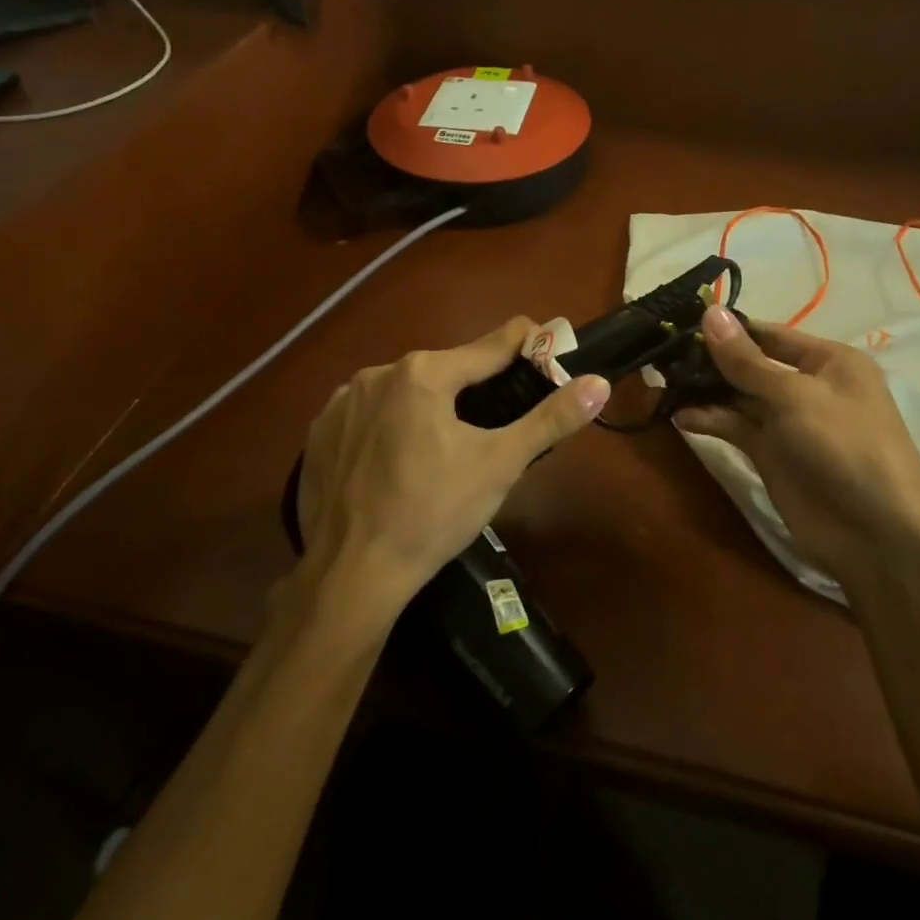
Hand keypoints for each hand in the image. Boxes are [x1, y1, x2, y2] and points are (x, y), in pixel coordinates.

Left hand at [298, 318, 609, 616]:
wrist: (350, 575)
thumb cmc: (433, 514)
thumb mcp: (499, 464)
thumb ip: (550, 419)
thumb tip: (598, 383)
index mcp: (424, 372)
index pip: (491, 345)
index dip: (526, 348)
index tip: (546, 354)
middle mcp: (378, 372)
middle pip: (446, 369)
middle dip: (474, 389)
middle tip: (494, 428)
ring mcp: (342, 401)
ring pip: (406, 391)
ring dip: (430, 407)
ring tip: (444, 451)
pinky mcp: (320, 431)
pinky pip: (369, 414)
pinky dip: (390, 427)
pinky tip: (397, 463)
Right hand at [676, 305, 919, 586]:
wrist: (876, 536)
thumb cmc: (845, 447)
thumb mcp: (795, 396)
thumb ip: (746, 360)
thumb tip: (710, 312)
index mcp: (829, 361)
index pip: (769, 334)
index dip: (729, 329)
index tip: (682, 322)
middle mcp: (808, 386)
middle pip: (751, 364)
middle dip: (710, 359)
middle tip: (662, 353)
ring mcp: (789, 422)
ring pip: (739, 396)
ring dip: (704, 390)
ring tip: (661, 381)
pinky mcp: (772, 454)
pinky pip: (736, 427)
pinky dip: (710, 420)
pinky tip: (679, 416)